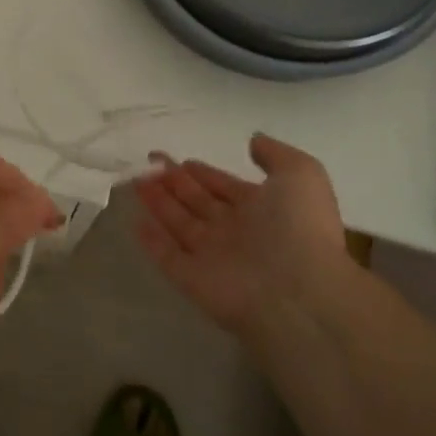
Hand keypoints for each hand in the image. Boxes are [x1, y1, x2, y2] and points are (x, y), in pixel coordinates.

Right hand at [133, 134, 352, 336]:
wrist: (299, 293)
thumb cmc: (300, 227)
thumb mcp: (301, 174)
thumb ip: (275, 155)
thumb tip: (252, 142)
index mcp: (263, 210)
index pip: (225, 188)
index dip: (204, 174)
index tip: (181, 159)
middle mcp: (236, 233)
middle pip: (198, 203)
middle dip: (175, 183)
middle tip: (150, 162)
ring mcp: (214, 258)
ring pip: (180, 225)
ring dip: (159, 203)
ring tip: (136, 180)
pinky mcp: (194, 281)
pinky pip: (168, 257)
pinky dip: (152, 241)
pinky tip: (135, 222)